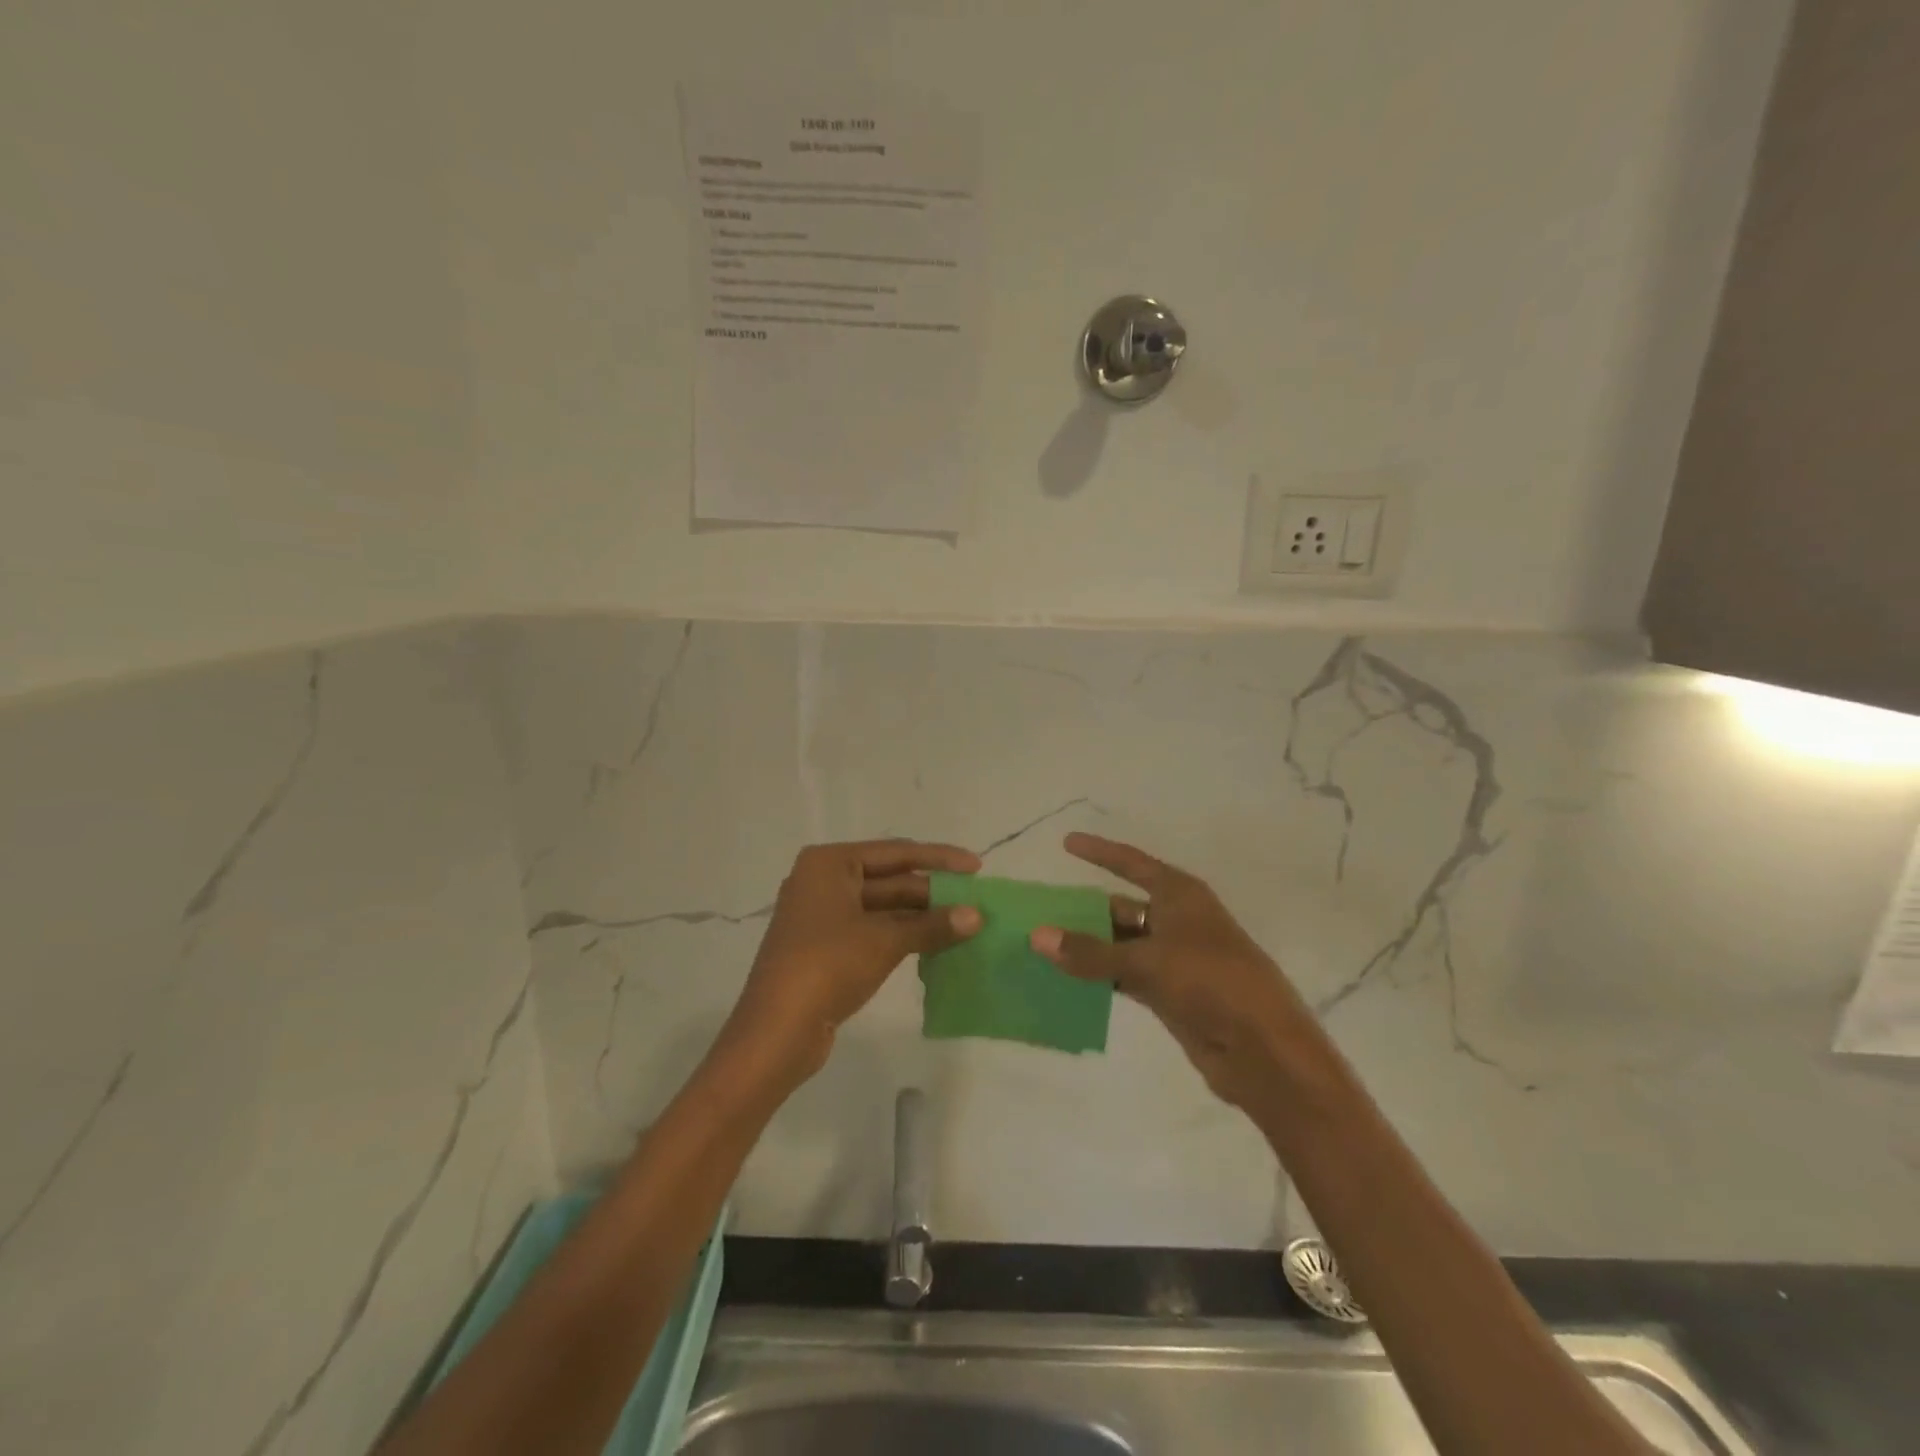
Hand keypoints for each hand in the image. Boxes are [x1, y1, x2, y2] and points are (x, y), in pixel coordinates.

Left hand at [723, 839, 982, 1087]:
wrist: (776, 1032)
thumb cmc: (827, 966)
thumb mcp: (884, 940)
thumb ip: (932, 925)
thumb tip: (977, 916)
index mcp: (830, 863)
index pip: (896, 853)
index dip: (940, 859)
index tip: (977, 867)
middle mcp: (823, 881)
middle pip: (890, 879)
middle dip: (933, 892)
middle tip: (977, 902)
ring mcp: (823, 915)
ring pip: (884, 908)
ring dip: (922, 917)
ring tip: (966, 924)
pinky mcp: (827, 947)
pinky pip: (874, 930)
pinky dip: (904, 935)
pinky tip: (937, 944)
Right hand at [1030, 833, 1310, 1111]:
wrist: (1263, 1050)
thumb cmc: (1211, 982)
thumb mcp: (1148, 961)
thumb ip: (1091, 952)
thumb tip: (1037, 936)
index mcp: (1180, 896)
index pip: (1132, 863)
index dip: (1100, 852)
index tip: (1066, 843)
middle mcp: (1176, 920)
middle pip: (1121, 907)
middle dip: (1084, 910)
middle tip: (1040, 911)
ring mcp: (1174, 959)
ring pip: (1121, 945)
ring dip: (1088, 947)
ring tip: (1043, 947)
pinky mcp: (1171, 994)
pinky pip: (1125, 977)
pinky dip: (1100, 977)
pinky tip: (1068, 981)